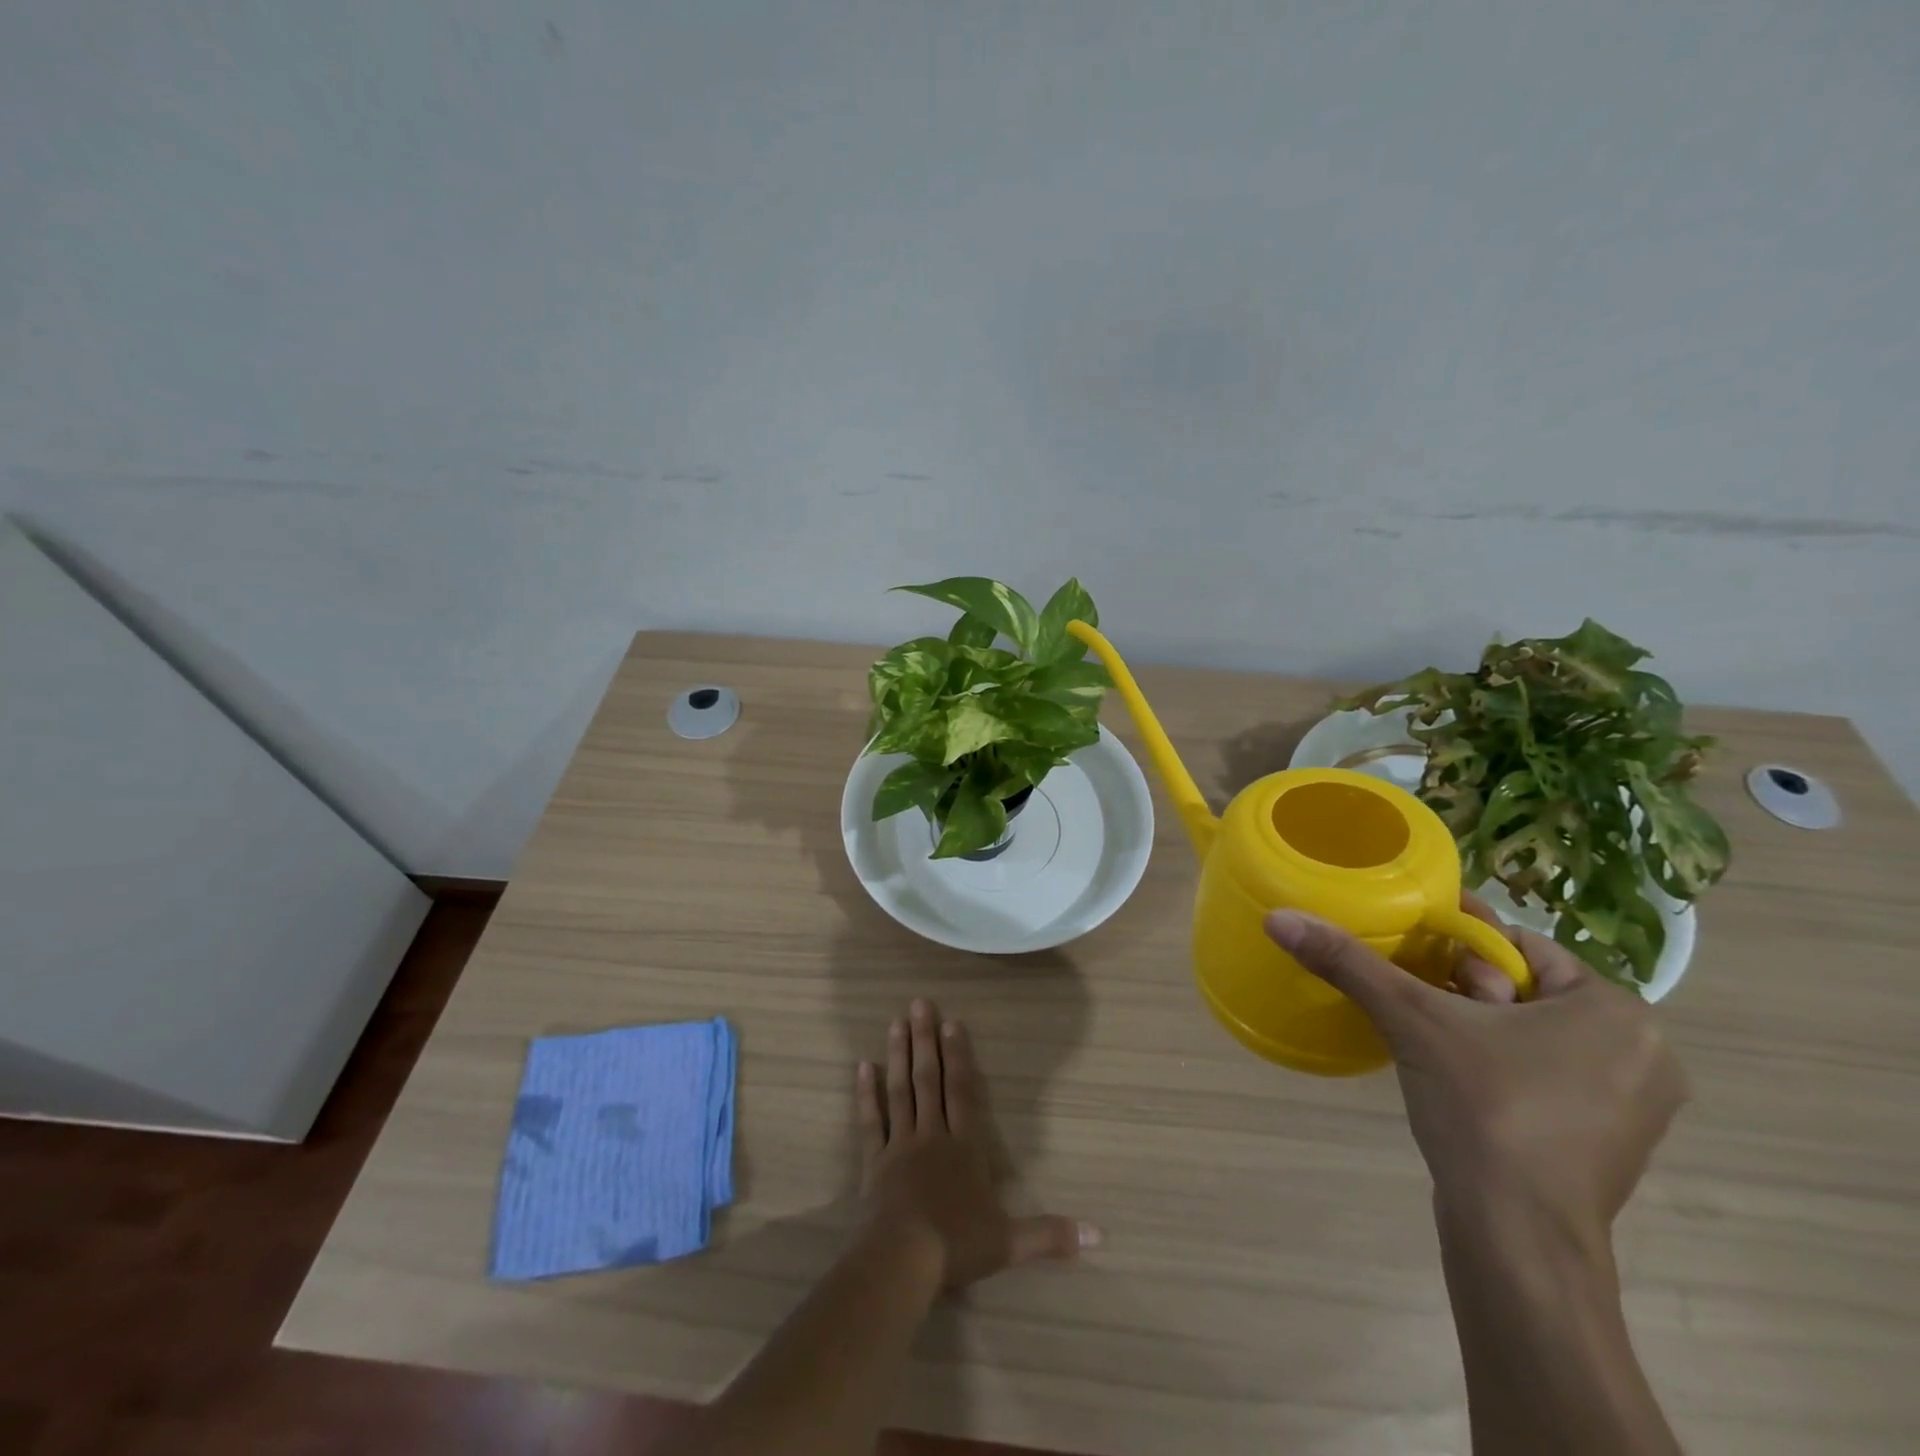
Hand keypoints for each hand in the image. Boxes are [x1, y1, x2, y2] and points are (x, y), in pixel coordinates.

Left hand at [857, 998, 1098, 1289]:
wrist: (902, 1260)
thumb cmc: (956, 1245)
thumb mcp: (1010, 1243)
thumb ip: (1050, 1235)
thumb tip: (1098, 1235)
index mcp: (963, 1148)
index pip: (963, 1092)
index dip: (959, 1056)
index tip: (953, 1023)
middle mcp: (932, 1136)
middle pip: (929, 1080)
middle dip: (926, 1040)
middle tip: (920, 1003)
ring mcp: (900, 1146)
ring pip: (900, 1090)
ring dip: (899, 1055)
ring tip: (896, 1022)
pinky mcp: (874, 1161)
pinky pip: (871, 1121)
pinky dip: (866, 1094)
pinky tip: (862, 1066)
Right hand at [1264, 898, 1687, 1241]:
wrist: (1518, 1238)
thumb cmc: (1484, 1109)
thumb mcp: (1411, 1019)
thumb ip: (1348, 962)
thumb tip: (1279, 917)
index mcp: (1617, 1011)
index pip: (1520, 945)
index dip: (1458, 946)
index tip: (1413, 957)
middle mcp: (1643, 1051)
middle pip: (1526, 988)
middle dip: (1466, 989)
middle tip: (1423, 1010)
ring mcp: (1633, 1104)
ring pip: (1534, 1031)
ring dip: (1478, 1026)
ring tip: (1432, 1045)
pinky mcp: (1609, 1143)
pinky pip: (1546, 1074)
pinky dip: (1501, 1064)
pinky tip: (1460, 1083)